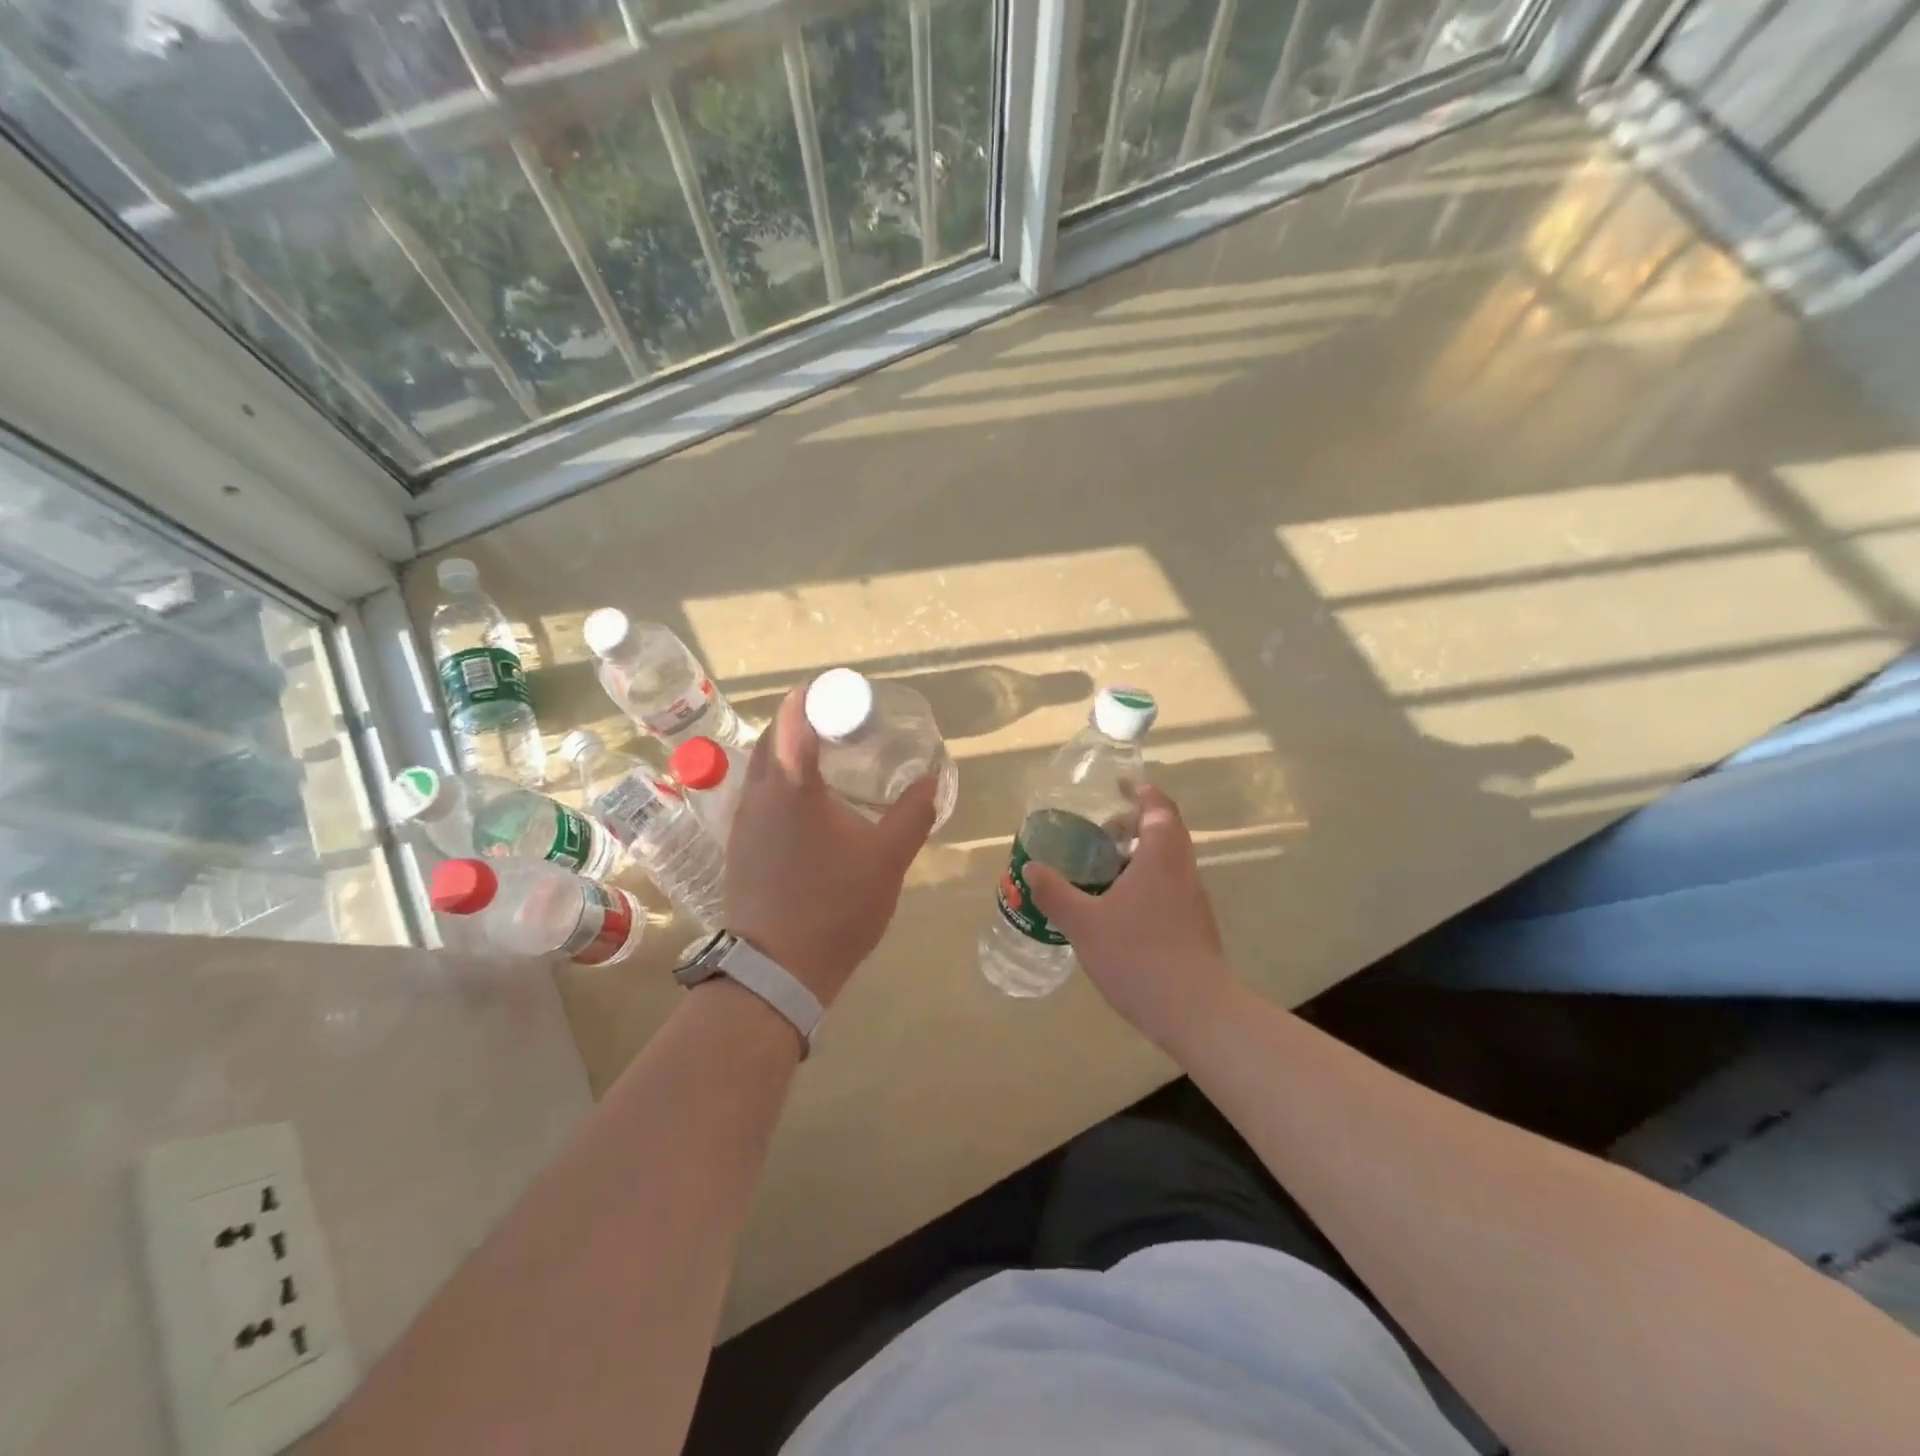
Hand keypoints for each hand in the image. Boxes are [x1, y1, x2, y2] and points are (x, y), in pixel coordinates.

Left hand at [723, 680, 938, 1005]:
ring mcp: (743, 821)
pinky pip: (760, 794)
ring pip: (763, 766)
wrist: (776, 971)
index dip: (818, 694)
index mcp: (791, 785)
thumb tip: (932, 779)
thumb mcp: (887, 859)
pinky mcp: (740, 845)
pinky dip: (784, 782)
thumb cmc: (834, 907)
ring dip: (793, 752)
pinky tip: (812, 805)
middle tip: (847, 725)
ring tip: (832, 760)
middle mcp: (757, 793)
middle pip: (774, 735)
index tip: (848, 694)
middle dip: (807, 719)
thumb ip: (913, 814)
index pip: (794, 714)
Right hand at [1023, 786, 1239, 1054]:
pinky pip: (1170, 888)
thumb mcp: (1084, 924)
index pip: (1159, 809)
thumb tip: (1031, 868)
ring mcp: (1193, 901)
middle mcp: (1182, 872)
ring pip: (1169, 863)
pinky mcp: (1195, 927)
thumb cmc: (1138, 956)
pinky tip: (1121, 910)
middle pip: (1167, 833)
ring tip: (1105, 870)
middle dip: (1137, 825)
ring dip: (1141, 856)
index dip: (1143, 793)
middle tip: (1103, 832)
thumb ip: (1056, 893)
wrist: (1196, 1011)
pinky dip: (1147, 883)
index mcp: (1160, 858)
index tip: (1122, 787)